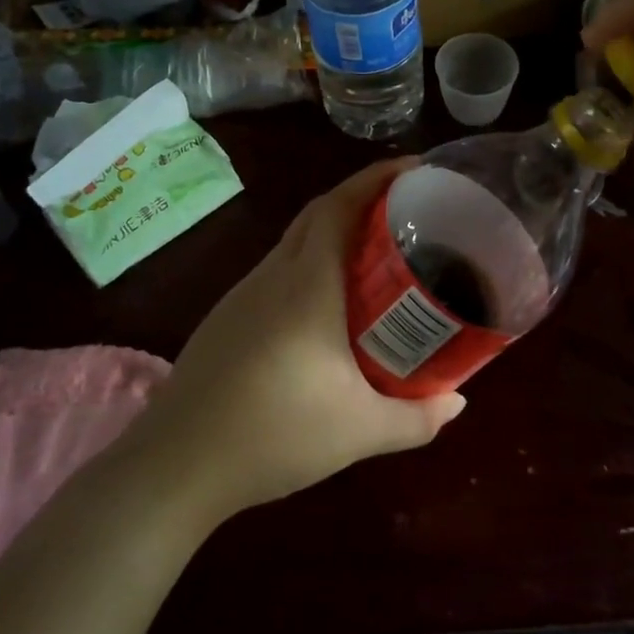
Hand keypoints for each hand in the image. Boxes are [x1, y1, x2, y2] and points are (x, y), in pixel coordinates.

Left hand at [128, 160, 466, 519]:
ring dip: (334, 234)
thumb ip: (418, 418)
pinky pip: (278, 272)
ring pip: (295, 243)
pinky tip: (327, 306)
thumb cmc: (275, 434)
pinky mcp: (226, 318)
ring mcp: (243, 295)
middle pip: (318, 214)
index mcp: (307, 284)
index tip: (414, 168)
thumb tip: (458, 403)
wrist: (175, 465)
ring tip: (375, 256)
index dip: (376, 178)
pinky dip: (310, 265)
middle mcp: (273, 276)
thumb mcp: (360, 431)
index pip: (340, 206)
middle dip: (362, 199)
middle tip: (408, 211)